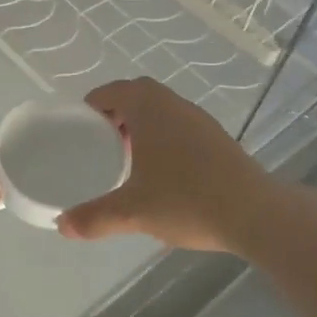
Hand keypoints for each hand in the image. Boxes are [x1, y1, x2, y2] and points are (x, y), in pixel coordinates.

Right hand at [58, 79, 271, 251]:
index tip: (80, 127)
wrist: (254, 213)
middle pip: (137, 95)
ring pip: (162, 110)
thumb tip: (62, 226)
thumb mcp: (132, 212)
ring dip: (142, 125)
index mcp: (148, 108)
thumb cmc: (185, 200)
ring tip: (128, 158)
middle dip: (116, 114)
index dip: (93, 105)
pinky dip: (164, 137)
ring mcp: (199, 119)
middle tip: (101, 142)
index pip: (112, 91)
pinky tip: (163, 172)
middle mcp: (173, 104)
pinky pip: (180, 125)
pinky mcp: (218, 137)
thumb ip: (94, 217)